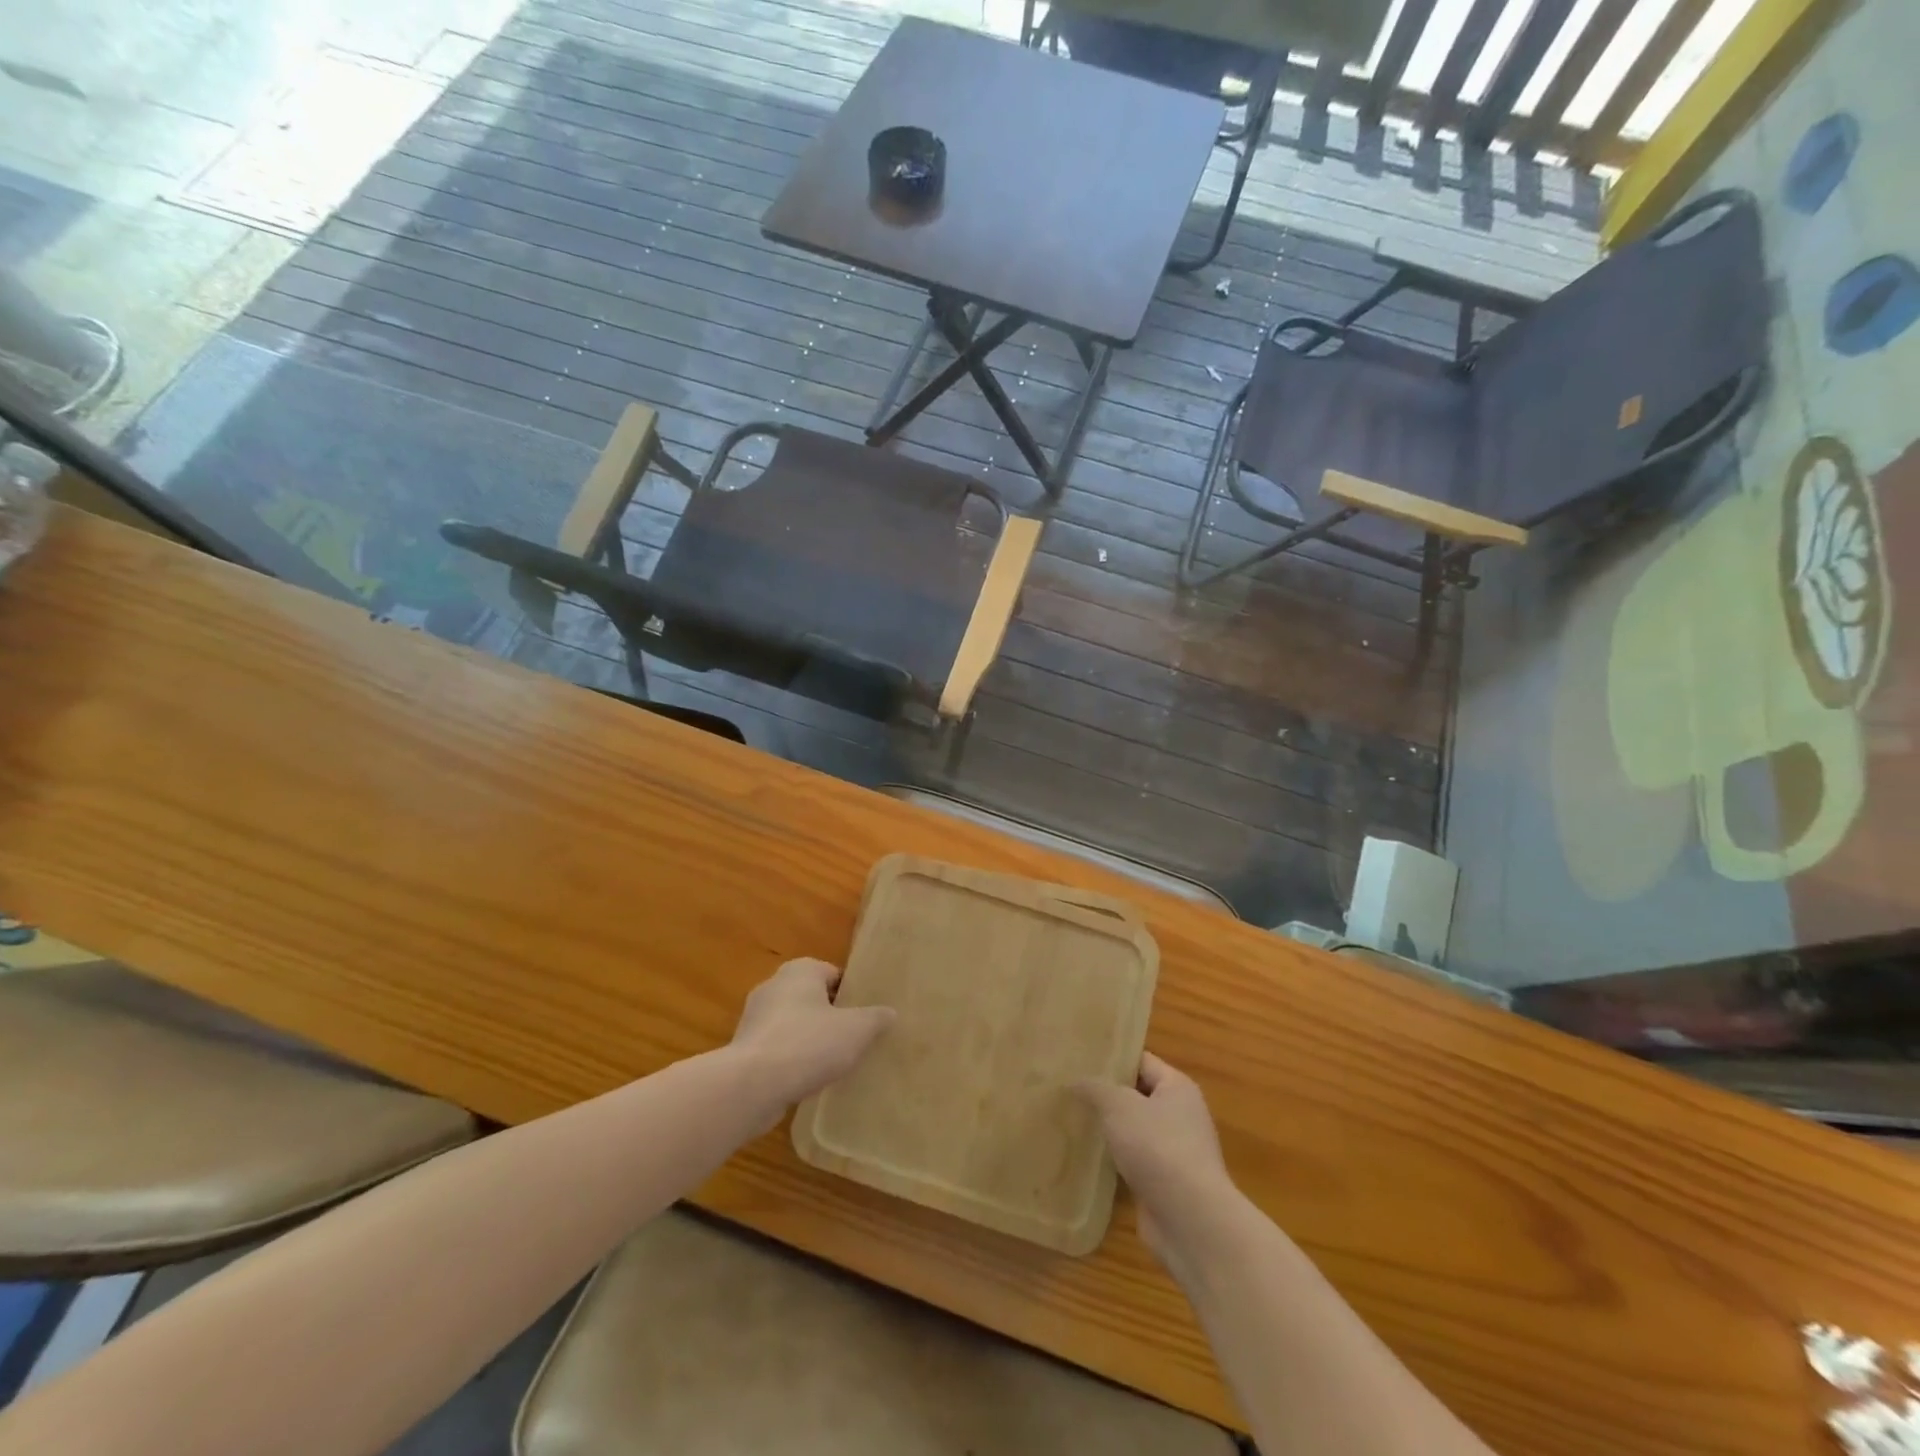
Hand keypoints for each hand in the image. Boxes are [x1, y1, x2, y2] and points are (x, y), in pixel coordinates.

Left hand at [730, 958, 894, 1123]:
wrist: (752, 1085)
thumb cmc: (808, 1044)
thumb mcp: (856, 1030)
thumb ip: (876, 1018)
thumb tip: (890, 1013)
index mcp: (801, 970)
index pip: (834, 974)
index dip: (853, 995)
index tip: (867, 1017)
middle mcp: (775, 984)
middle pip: (813, 998)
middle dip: (831, 1016)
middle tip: (854, 1039)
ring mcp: (755, 1016)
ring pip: (794, 1023)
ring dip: (810, 1039)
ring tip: (833, 1062)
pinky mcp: (745, 1047)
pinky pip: (777, 1047)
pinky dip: (791, 1058)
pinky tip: (807, 1078)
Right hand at [1078, 1053, 1236, 1262]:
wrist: (1190, 1221)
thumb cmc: (1158, 1147)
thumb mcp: (1119, 1106)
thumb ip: (1095, 1088)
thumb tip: (1076, 1080)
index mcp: (1177, 1087)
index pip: (1141, 1061)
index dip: (1112, 1059)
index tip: (1080, 1059)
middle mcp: (1181, 1115)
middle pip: (1137, 1096)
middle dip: (1106, 1095)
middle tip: (1069, 1090)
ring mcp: (1174, 1152)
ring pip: (1133, 1131)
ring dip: (1108, 1131)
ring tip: (1070, 1121)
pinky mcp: (1165, 1184)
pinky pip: (1134, 1162)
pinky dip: (1114, 1161)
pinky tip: (1085, 1159)